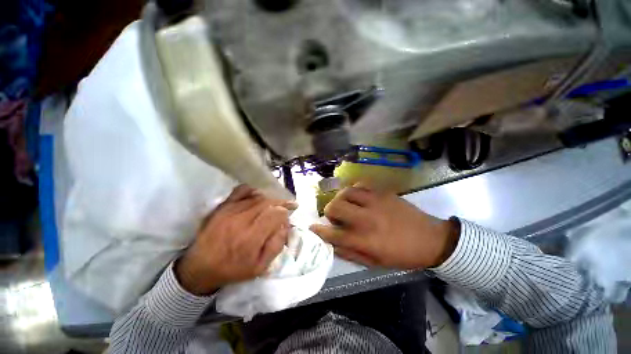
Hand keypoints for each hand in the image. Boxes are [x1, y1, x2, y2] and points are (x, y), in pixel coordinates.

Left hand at [175, 185, 295, 294]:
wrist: (200, 267)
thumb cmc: (233, 269)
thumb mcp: (260, 267)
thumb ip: (276, 245)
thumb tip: (285, 225)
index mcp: (251, 237)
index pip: (276, 214)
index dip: (285, 213)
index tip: (287, 218)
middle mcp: (242, 220)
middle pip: (269, 203)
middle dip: (281, 204)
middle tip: (286, 208)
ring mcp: (231, 210)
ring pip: (258, 197)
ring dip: (270, 200)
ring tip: (273, 205)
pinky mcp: (223, 206)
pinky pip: (242, 190)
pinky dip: (253, 191)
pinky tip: (258, 197)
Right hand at [310, 186, 458, 268]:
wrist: (430, 239)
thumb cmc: (401, 255)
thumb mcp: (375, 263)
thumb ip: (350, 253)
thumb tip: (331, 243)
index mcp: (365, 240)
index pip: (333, 234)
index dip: (319, 231)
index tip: (312, 228)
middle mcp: (367, 219)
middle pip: (335, 207)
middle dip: (329, 212)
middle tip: (335, 216)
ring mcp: (375, 202)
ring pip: (345, 192)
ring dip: (340, 199)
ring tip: (346, 205)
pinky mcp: (383, 192)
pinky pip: (360, 185)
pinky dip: (354, 190)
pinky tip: (358, 197)